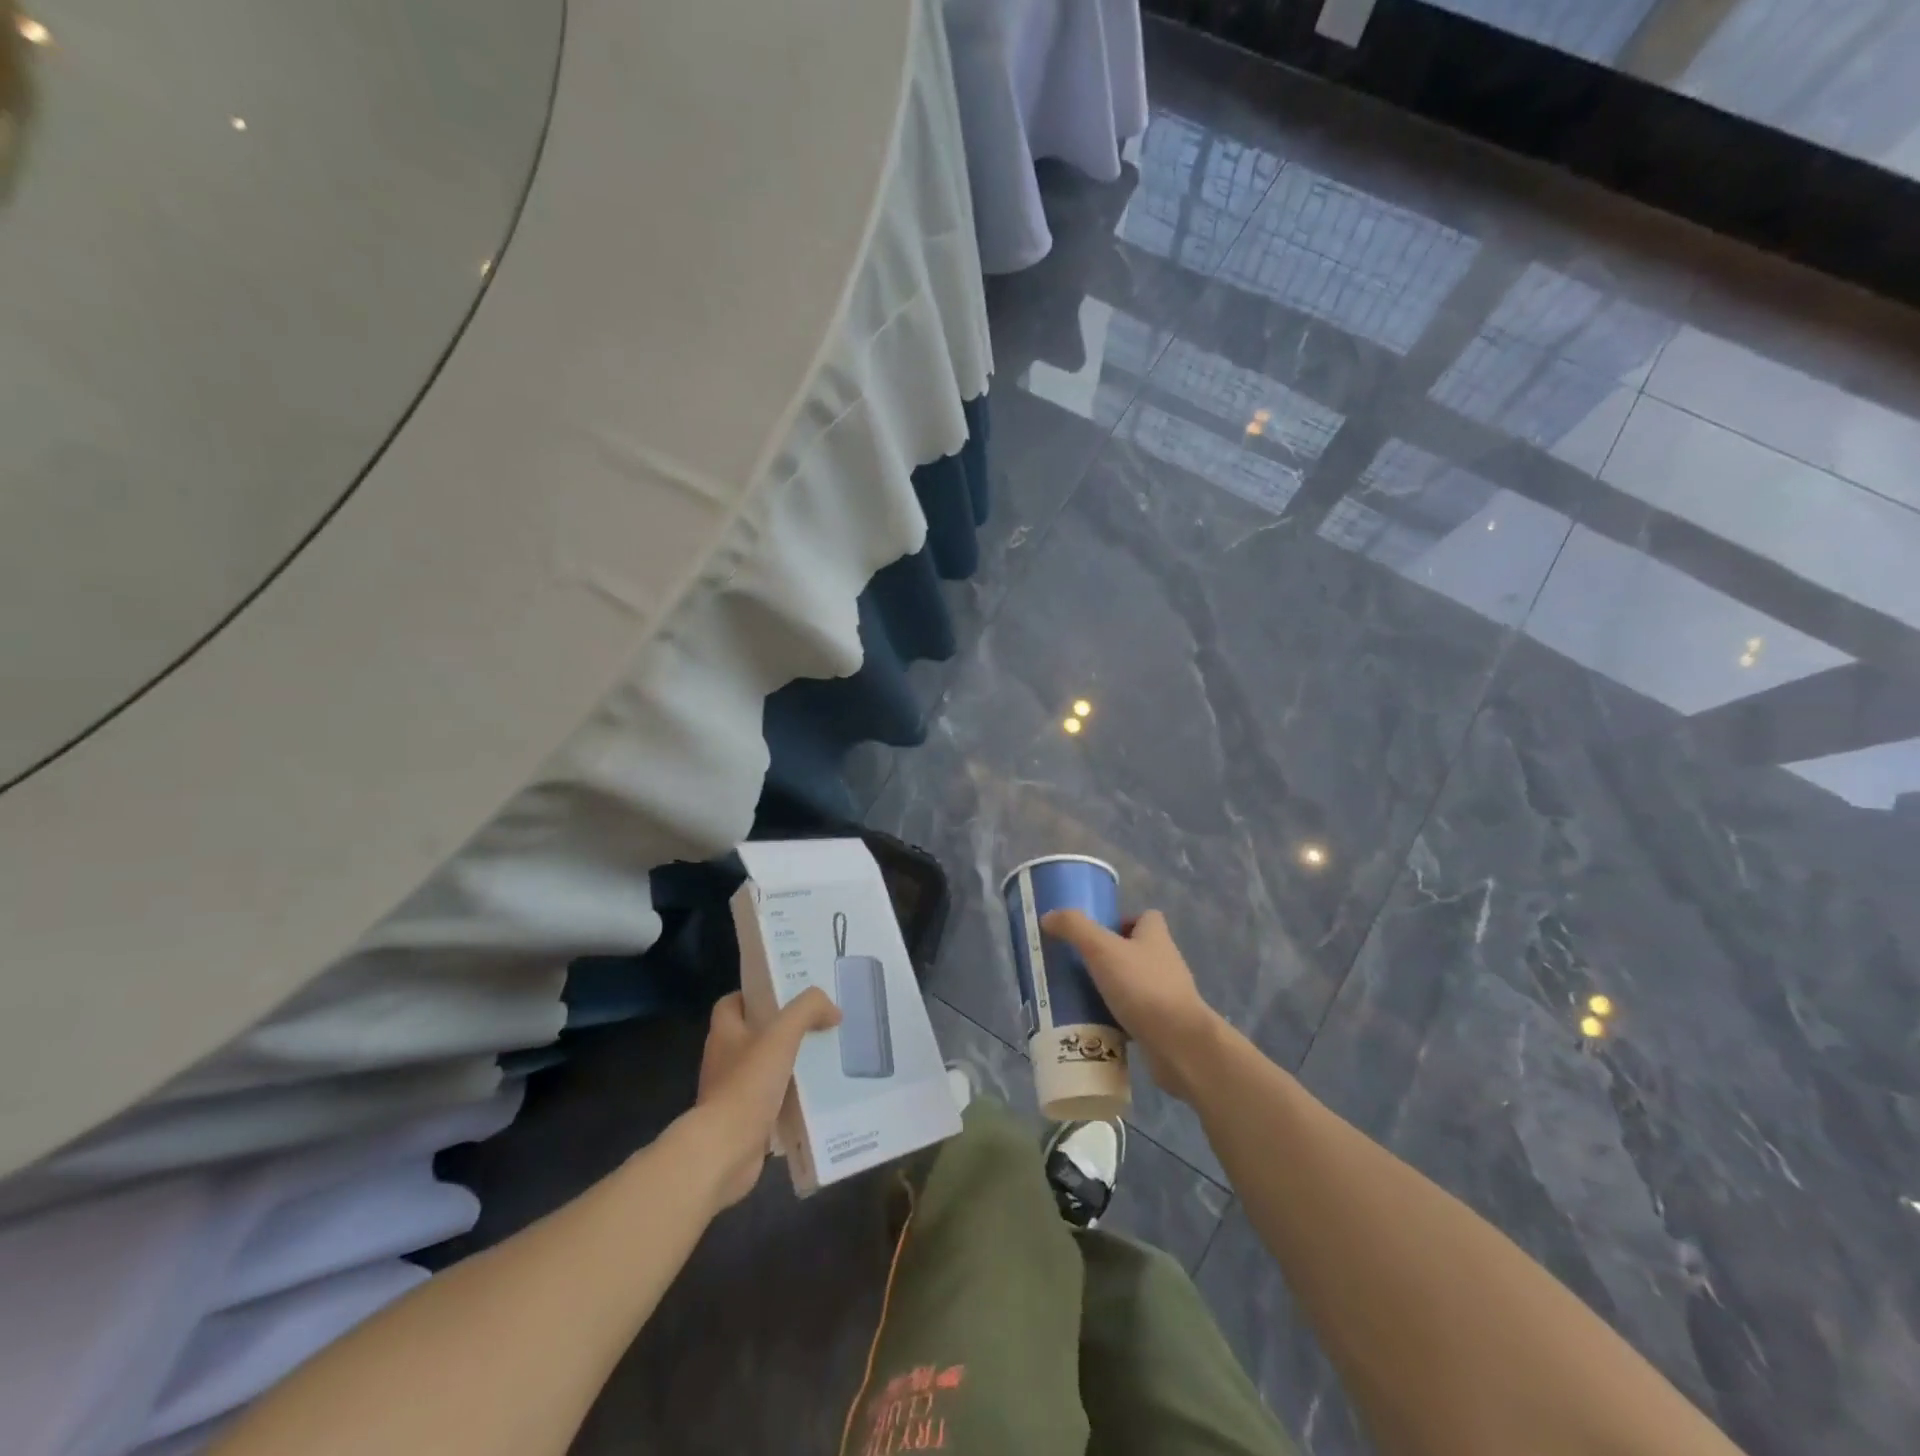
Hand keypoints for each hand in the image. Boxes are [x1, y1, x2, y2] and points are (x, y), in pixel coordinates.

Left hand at [693, 988, 840, 1206]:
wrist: (725, 1150)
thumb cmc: (747, 1084)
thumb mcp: (782, 1034)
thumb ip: (807, 1010)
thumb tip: (832, 1009)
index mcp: (725, 1033)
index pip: (732, 1003)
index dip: (755, 995)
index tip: (786, 995)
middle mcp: (724, 1059)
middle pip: (752, 1034)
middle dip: (781, 1029)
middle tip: (815, 1023)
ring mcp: (731, 1092)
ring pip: (763, 1068)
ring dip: (788, 1063)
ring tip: (822, 1057)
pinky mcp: (743, 1121)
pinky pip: (770, 1100)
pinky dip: (789, 1097)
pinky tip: (815, 1095)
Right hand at [1040, 909, 1225, 1103]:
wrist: (1179, 1045)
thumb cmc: (1142, 987)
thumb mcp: (1102, 949)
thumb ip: (1074, 928)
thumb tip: (1049, 916)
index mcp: (1156, 937)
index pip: (1146, 917)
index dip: (1123, 920)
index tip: (1096, 933)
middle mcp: (1165, 962)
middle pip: (1138, 951)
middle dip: (1111, 957)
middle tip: (1079, 966)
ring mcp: (1168, 996)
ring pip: (1136, 984)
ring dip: (1113, 989)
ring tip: (1081, 997)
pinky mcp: (1164, 1026)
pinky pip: (1136, 1016)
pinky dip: (1118, 1019)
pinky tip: (1096, 1026)